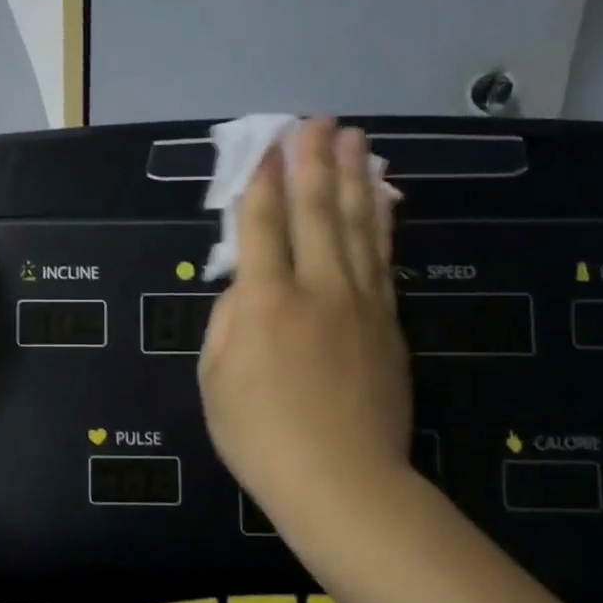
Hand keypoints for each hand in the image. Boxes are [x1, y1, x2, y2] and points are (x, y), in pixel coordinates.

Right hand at [199, 119, 412, 528]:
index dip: (262, 182)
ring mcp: (360, 303)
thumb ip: (226, 322)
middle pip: (316, 212)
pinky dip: (382, 221)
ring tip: (354, 139)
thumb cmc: (260, 435)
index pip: (262, 226)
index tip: (268, 146)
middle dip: (313, 162)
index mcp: (264, 302)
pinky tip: (381, 197)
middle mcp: (316, 288)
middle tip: (317, 122)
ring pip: (358, 226)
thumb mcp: (214, 380)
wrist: (341, 481)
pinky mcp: (389, 322)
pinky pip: (383, 259)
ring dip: (353, 178)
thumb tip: (244, 287)